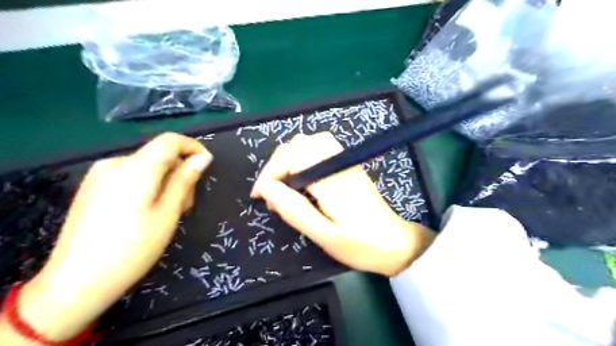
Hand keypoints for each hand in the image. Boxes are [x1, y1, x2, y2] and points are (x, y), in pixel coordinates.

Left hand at [16, 134, 211, 341]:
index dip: (193, 147)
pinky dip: (148, 187)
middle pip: (159, 156)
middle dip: (180, 174)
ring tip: (168, 213)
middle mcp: (114, 163)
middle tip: (186, 206)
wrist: (76, 283)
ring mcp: (99, 175)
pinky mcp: (92, 187)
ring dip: (165, 183)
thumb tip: (203, 157)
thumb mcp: (168, 213)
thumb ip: (185, 181)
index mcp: (135, 168)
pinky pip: (130, 176)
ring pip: (146, 167)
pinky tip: (147, 212)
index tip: (206, 166)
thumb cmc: (133, 248)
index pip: (170, 140)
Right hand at [250, 132, 432, 277]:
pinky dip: (302, 157)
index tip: (259, 197)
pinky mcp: (347, 164)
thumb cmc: (360, 245)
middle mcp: (337, 162)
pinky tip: (301, 178)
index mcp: (331, 179)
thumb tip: (265, 189)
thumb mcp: (323, 235)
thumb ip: (294, 210)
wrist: (396, 243)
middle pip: (298, 144)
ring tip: (283, 185)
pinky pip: (319, 147)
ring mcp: (344, 160)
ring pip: (308, 142)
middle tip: (271, 195)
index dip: (269, 173)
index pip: (291, 157)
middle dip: (276, 166)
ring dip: (289, 160)